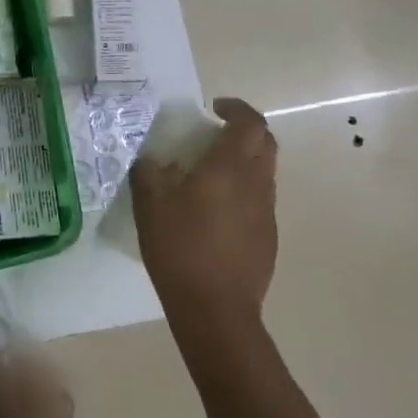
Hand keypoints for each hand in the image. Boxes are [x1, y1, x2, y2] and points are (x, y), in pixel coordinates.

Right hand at [130, 97, 278, 324]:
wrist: (215, 309)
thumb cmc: (180, 247)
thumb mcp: (150, 203)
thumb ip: (150, 171)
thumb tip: (153, 160)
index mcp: (229, 167)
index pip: (249, 122)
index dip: (236, 108)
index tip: (214, 108)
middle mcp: (256, 183)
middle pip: (265, 142)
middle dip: (245, 130)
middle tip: (216, 134)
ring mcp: (266, 212)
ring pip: (264, 172)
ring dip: (244, 162)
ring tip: (211, 174)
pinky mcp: (268, 237)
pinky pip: (260, 201)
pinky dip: (243, 192)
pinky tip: (216, 212)